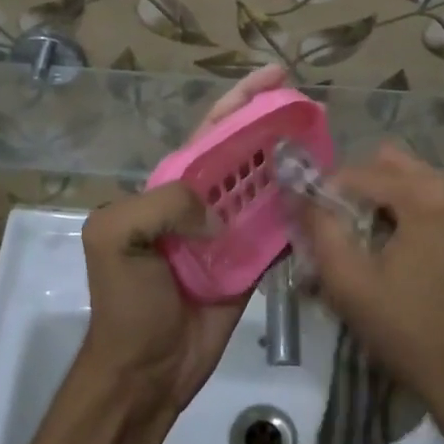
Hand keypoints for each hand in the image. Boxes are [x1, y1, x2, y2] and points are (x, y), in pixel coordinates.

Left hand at [80, 64, 292, 410]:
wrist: (146, 368)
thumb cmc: (128, 300)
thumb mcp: (116, 236)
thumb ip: (164, 205)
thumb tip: (219, 213)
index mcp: (172, 186)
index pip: (212, 130)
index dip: (241, 99)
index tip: (276, 75)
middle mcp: (204, 201)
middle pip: (246, 151)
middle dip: (276, 122)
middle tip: (312, 106)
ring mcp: (231, 231)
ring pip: (268, 185)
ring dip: (294, 163)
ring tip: (327, 143)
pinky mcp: (252, 262)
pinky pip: (281, 228)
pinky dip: (302, 211)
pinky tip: (326, 195)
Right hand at [299, 144, 443, 424]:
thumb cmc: (407, 330)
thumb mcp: (348, 281)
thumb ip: (318, 228)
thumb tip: (297, 194)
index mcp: (426, 194)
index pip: (357, 173)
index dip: (325, 194)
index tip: (309, 223)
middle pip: (387, 164)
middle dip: (356, 190)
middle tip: (339, 229)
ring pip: (409, 178)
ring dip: (381, 199)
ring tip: (365, 240)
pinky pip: (431, 196)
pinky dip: (407, 210)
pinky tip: (395, 247)